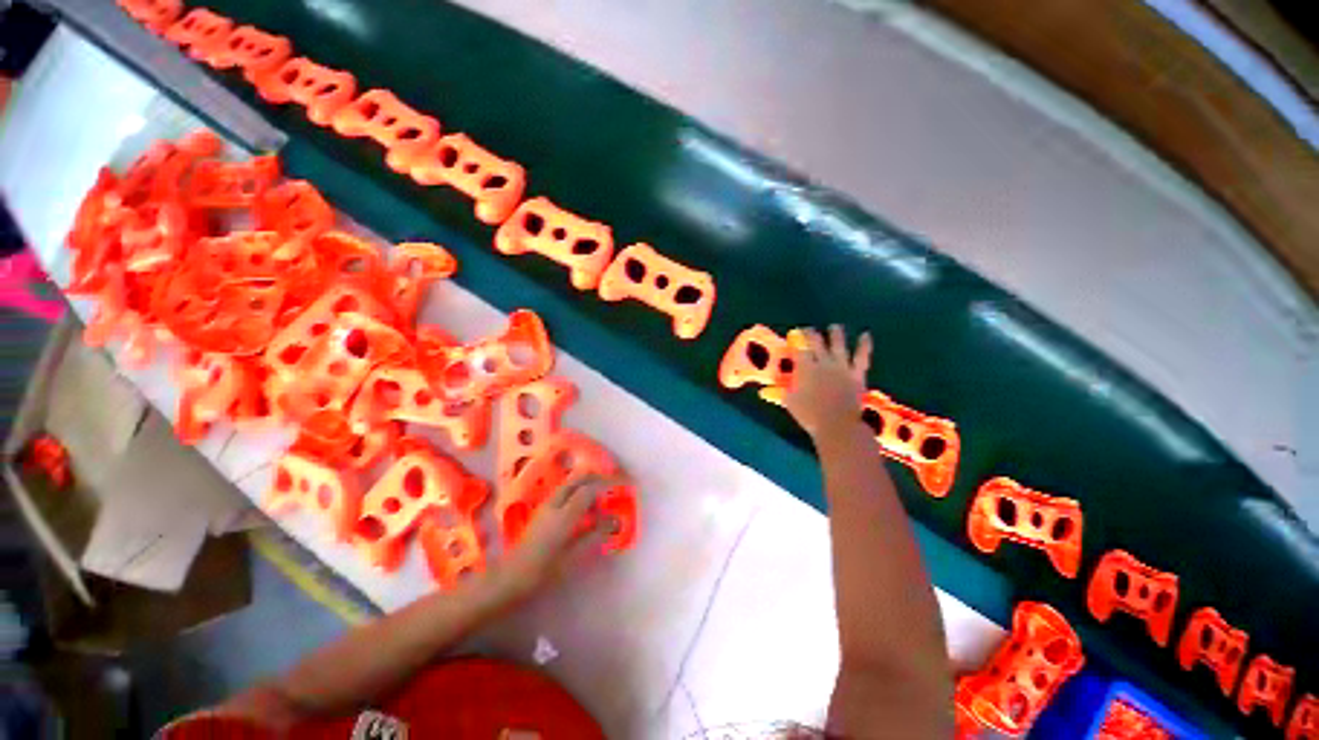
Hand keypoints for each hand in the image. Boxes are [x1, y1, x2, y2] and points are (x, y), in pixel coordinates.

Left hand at [497, 473, 621, 599]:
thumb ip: (595, 535)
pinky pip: (565, 491)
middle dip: (598, 477)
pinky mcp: (543, 510)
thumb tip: (615, 520)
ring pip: (571, 483)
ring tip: (602, 497)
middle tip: (614, 484)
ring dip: (588, 483)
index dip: (608, 486)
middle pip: (579, 478)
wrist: (509, 579)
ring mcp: (547, 505)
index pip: (590, 490)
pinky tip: (586, 507)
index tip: (623, 486)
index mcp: (564, 515)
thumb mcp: (573, 558)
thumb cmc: (543, 573)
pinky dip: (579, 491)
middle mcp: (555, 503)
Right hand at [782, 325, 871, 442]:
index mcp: (805, 368)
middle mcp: (823, 362)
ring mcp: (841, 366)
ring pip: (838, 344)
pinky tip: (865, 335)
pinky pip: (861, 357)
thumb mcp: (789, 402)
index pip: (798, 349)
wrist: (837, 425)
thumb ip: (781, 392)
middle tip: (808, 330)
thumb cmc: (809, 415)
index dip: (795, 340)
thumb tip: (765, 390)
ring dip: (835, 333)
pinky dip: (864, 345)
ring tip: (834, 327)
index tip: (793, 336)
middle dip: (811, 334)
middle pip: (816, 342)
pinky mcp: (856, 374)